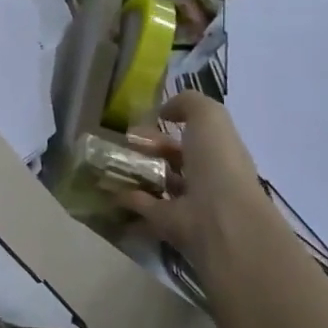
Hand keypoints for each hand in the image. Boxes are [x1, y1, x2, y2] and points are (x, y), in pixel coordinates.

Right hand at [119, 92, 271, 266]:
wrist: (220, 217)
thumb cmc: (217, 162)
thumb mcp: (209, 117)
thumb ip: (188, 103)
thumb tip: (164, 110)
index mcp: (218, 152)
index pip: (193, 135)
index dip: (169, 125)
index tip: (143, 120)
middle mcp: (206, 177)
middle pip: (173, 159)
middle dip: (147, 149)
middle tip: (120, 141)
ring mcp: (187, 203)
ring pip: (158, 183)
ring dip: (135, 173)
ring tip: (108, 162)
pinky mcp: (167, 224)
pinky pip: (143, 207)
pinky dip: (125, 198)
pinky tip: (107, 187)